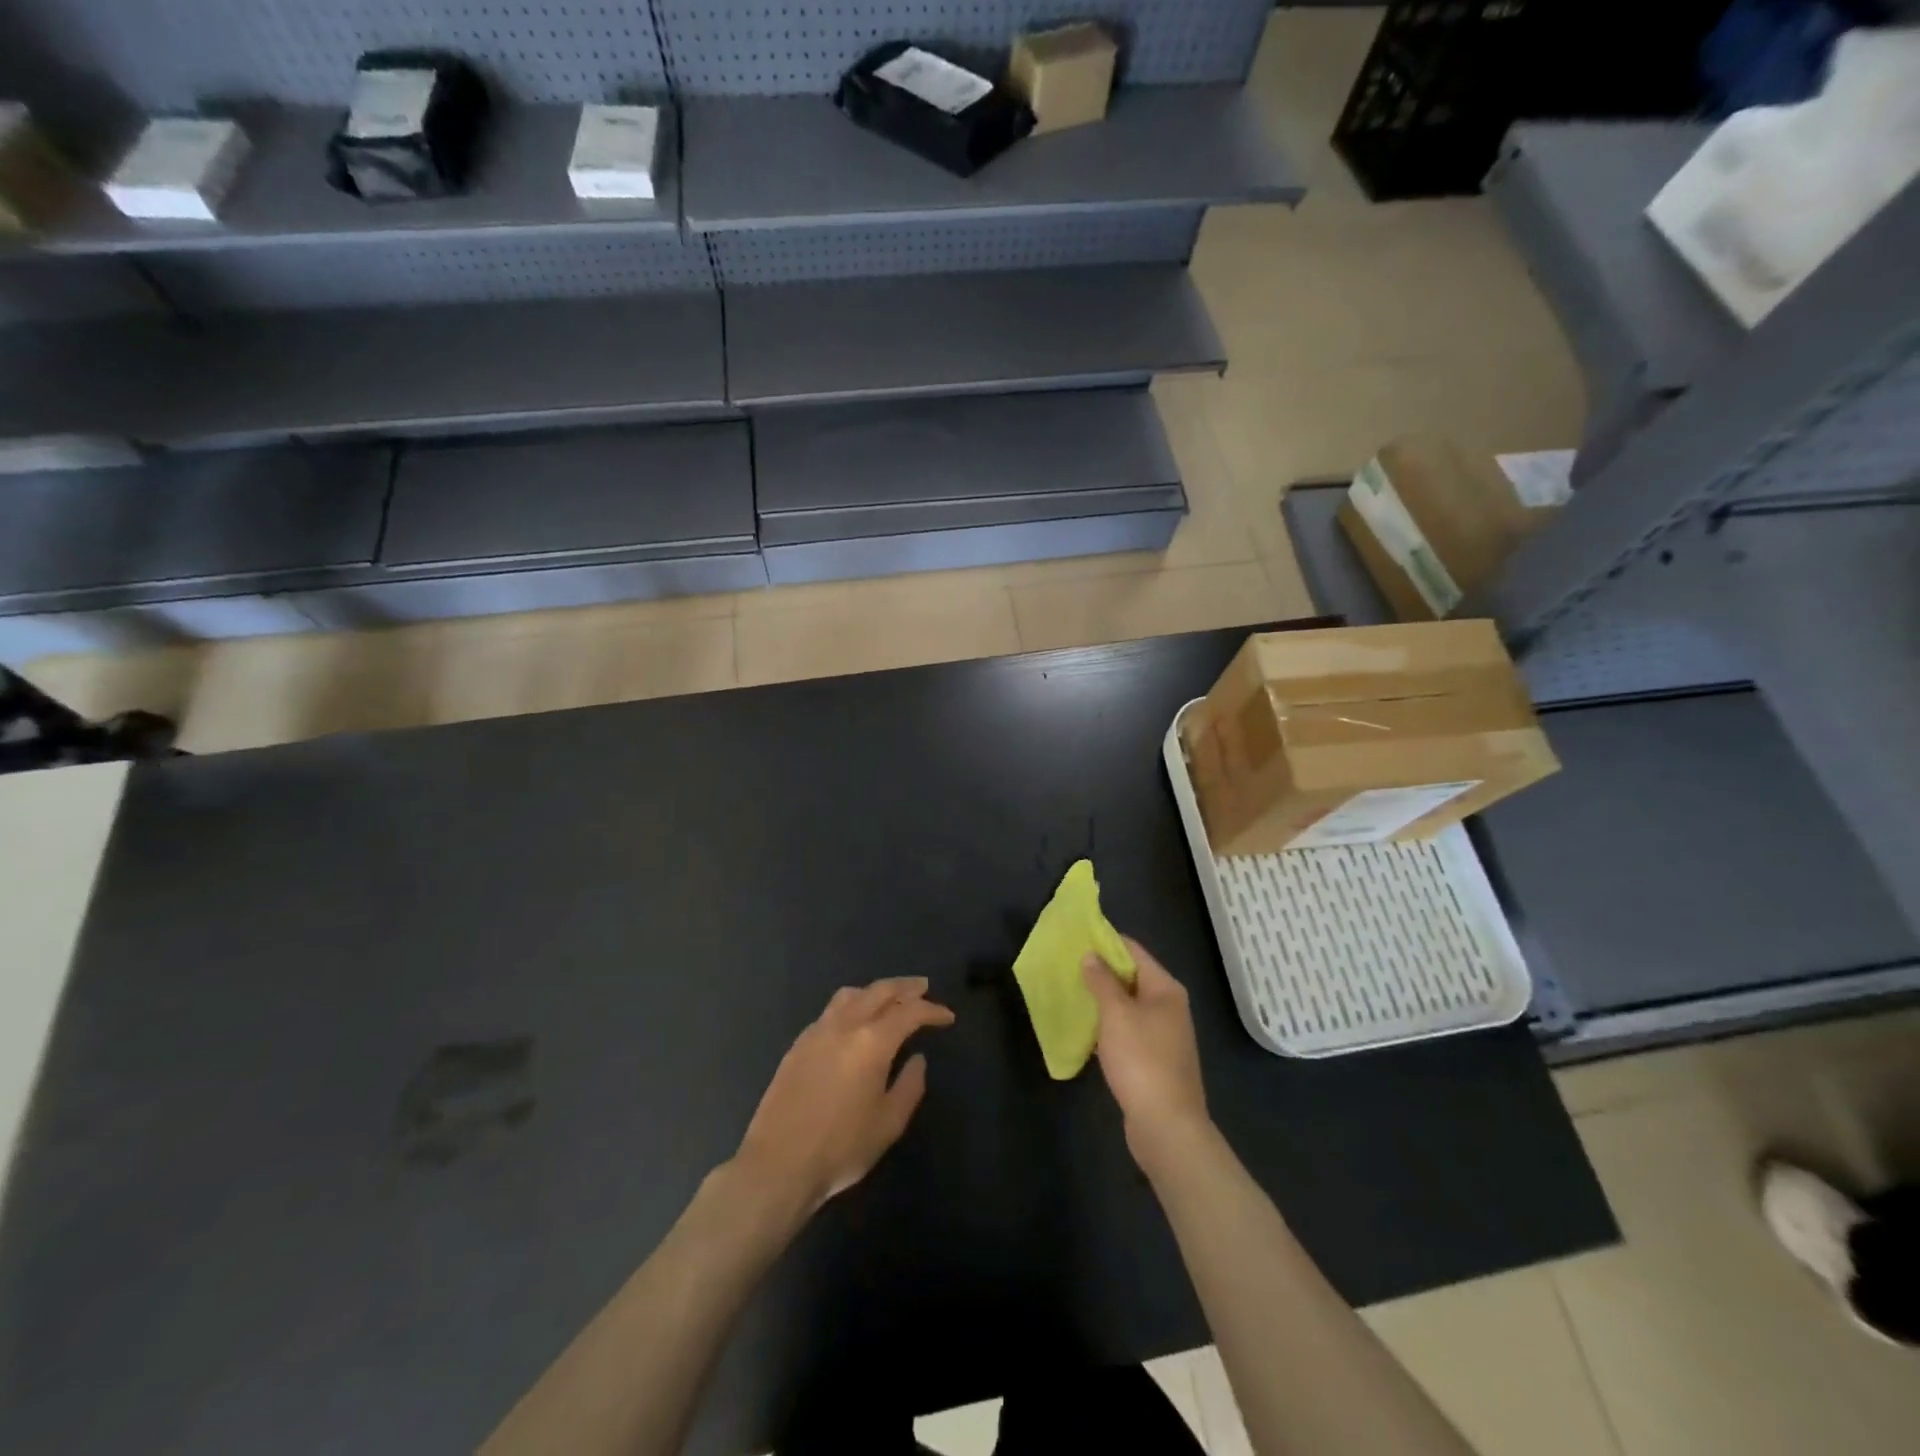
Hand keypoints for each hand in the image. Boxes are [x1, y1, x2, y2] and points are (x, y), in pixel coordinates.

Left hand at [734, 977, 954, 1214]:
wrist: (778, 1163)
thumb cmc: (841, 1147)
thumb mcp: (888, 1123)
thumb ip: (909, 1086)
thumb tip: (917, 1059)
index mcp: (872, 1041)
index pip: (909, 1012)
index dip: (931, 1010)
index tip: (947, 1016)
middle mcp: (845, 1025)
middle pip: (879, 991)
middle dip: (905, 987)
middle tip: (923, 987)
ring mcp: (817, 1031)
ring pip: (851, 994)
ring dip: (875, 991)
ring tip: (889, 998)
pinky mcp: (798, 1044)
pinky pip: (830, 1011)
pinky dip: (851, 1005)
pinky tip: (854, 1022)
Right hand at [1083, 938, 1210, 1167]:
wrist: (1166, 1126)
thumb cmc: (1142, 1060)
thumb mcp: (1116, 1014)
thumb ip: (1101, 981)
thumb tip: (1090, 955)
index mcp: (1165, 989)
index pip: (1134, 951)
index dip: (1106, 942)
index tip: (1076, 937)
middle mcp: (1169, 1007)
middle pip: (1131, 977)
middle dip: (1100, 971)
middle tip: (1066, 964)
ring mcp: (1163, 1035)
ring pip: (1128, 1006)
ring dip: (1102, 1000)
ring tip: (1070, 991)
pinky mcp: (1154, 1060)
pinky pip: (1127, 1031)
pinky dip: (1108, 1026)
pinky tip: (1085, 1028)